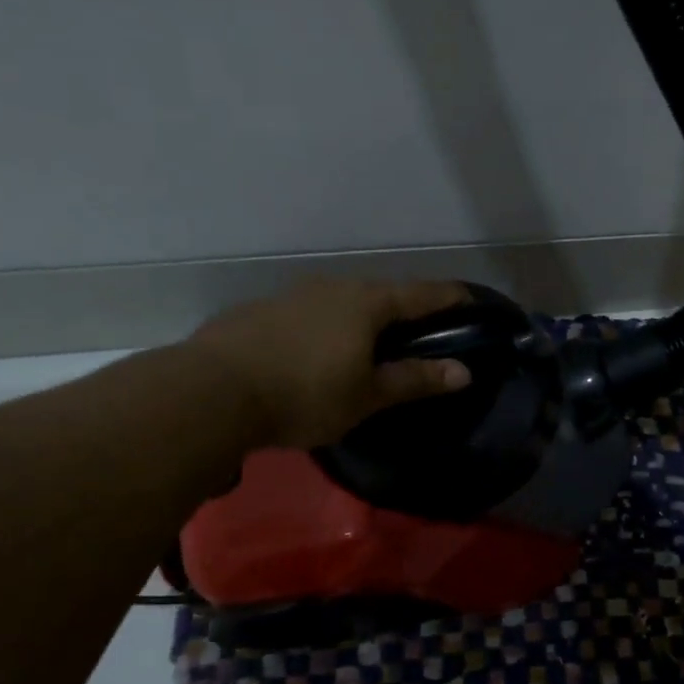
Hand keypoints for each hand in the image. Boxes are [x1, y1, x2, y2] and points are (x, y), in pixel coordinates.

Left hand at [183, 279, 470, 450]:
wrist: (212, 391)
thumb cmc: (305, 394)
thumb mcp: (367, 395)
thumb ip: (415, 380)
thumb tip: (464, 372)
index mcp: (366, 303)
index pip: (421, 294)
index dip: (450, 297)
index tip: (471, 299)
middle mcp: (332, 287)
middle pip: (380, 294)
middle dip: (404, 309)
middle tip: (420, 331)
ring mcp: (292, 295)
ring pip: (341, 302)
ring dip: (361, 318)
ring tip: (367, 343)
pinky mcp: (260, 311)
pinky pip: (308, 314)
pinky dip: (325, 327)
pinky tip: (315, 352)